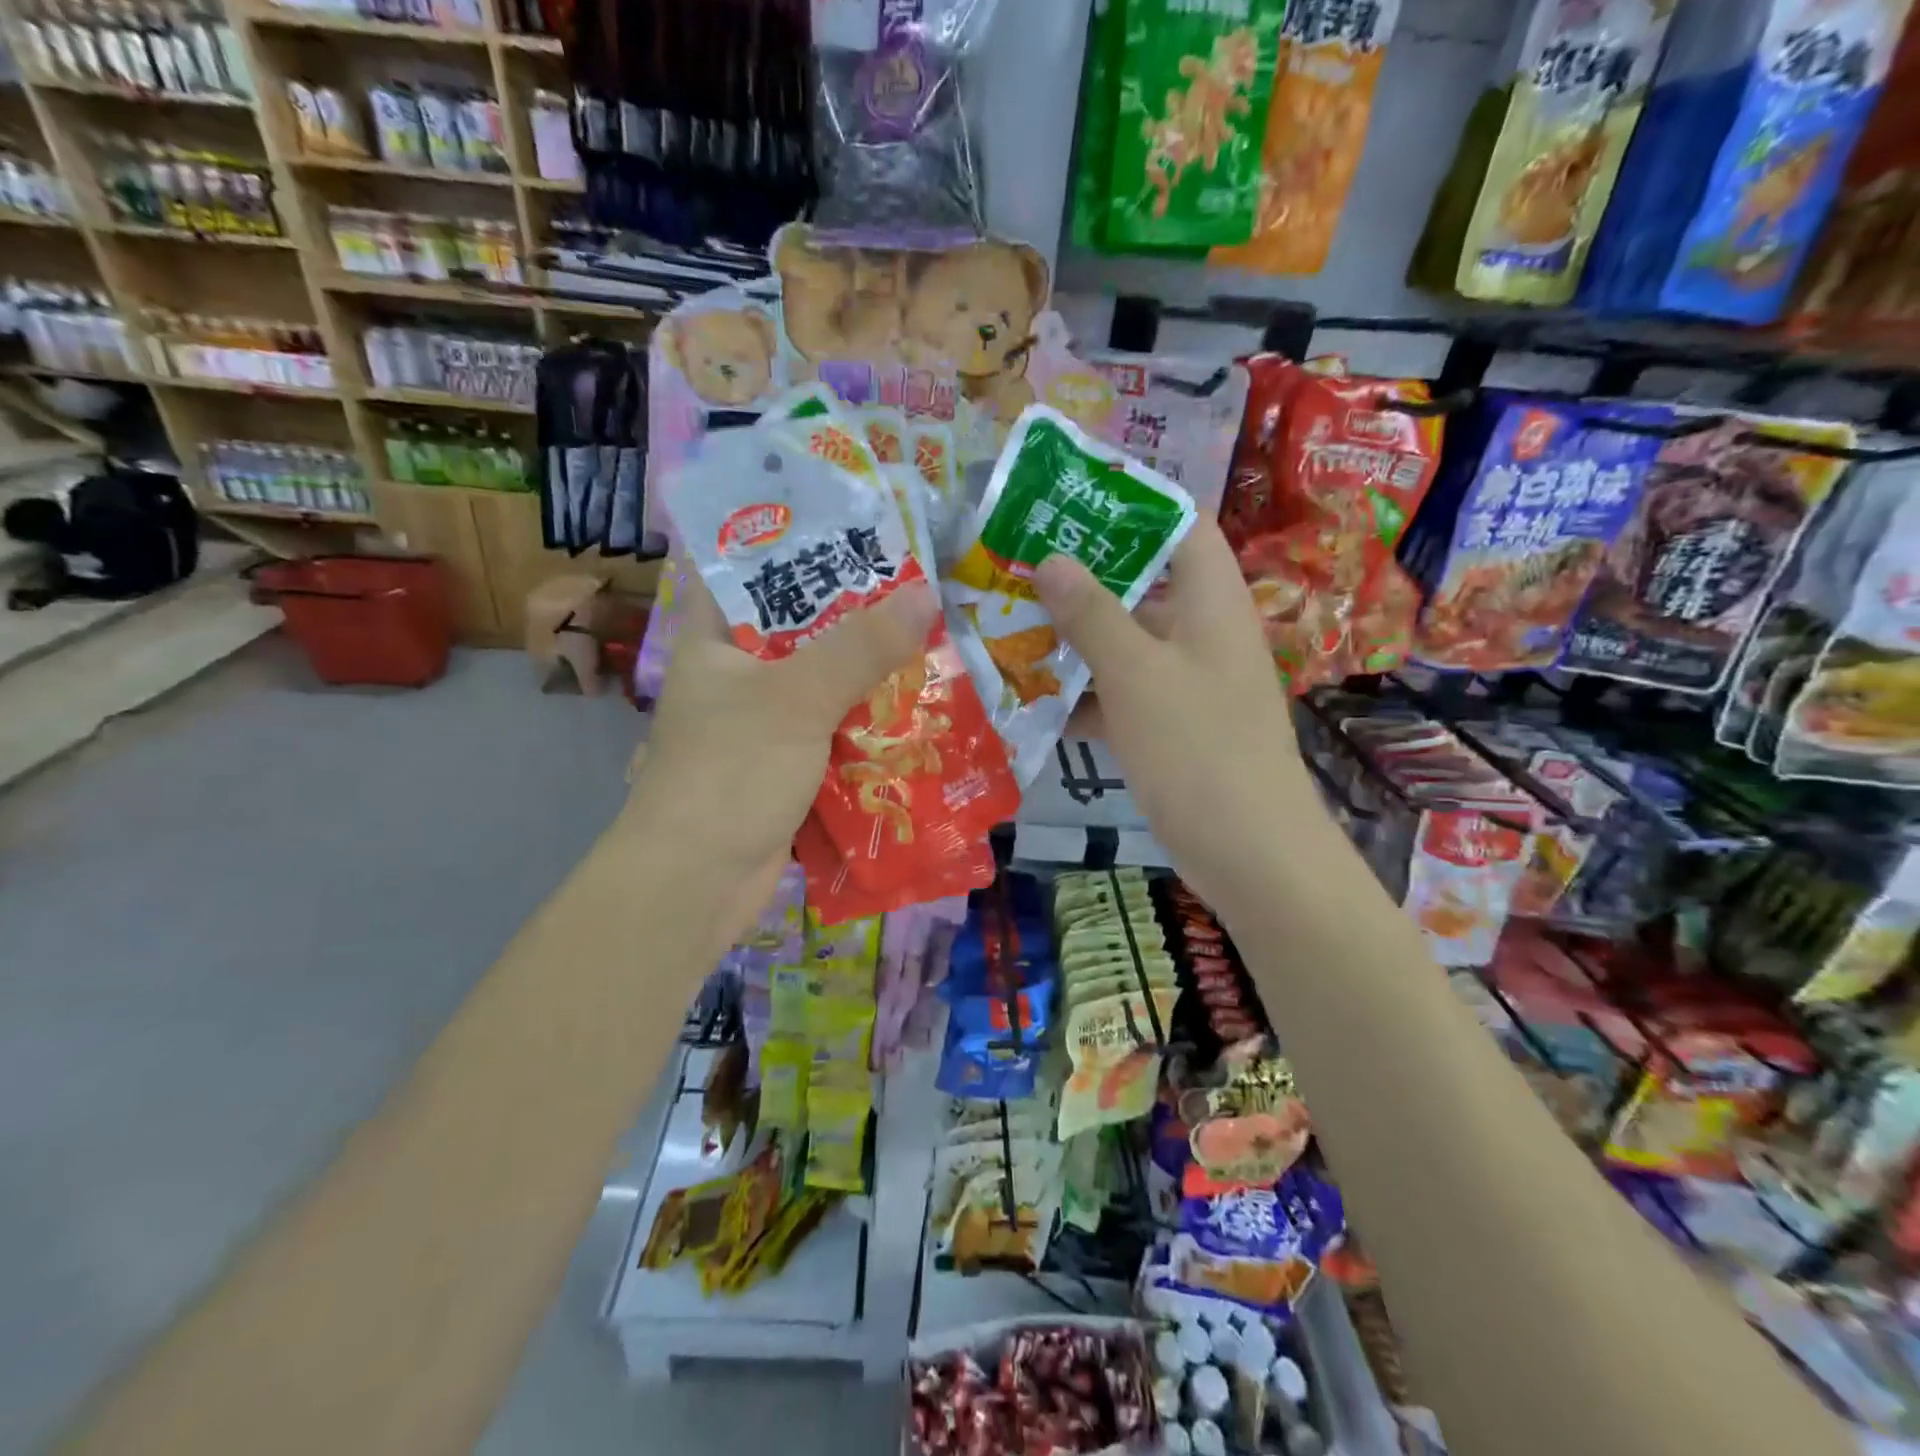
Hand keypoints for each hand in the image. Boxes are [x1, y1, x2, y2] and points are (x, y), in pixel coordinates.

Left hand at [630, 572, 936, 930]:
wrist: (698, 882)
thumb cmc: (731, 772)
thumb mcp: (797, 698)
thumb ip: (860, 646)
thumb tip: (926, 594)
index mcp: (717, 639)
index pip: (753, 569)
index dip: (803, 543)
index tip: (864, 529)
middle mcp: (738, 674)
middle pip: (804, 628)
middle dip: (860, 614)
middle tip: (922, 588)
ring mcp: (764, 723)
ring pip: (826, 682)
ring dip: (873, 673)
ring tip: (936, 641)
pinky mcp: (788, 765)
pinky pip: (837, 729)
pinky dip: (870, 722)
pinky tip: (919, 710)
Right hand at [1034, 517, 1325, 919]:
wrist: (1249, 852)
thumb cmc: (1197, 747)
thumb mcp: (1136, 673)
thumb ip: (1092, 614)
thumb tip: (1051, 559)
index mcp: (1211, 600)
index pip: (1181, 524)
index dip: (1132, 503)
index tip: (1069, 497)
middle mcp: (1203, 632)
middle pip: (1144, 583)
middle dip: (1082, 576)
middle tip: (1017, 565)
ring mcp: (1188, 682)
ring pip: (1126, 643)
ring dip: (1074, 640)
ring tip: (1009, 626)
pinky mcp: (1173, 727)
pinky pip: (1123, 695)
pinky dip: (1084, 696)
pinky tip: (1031, 700)